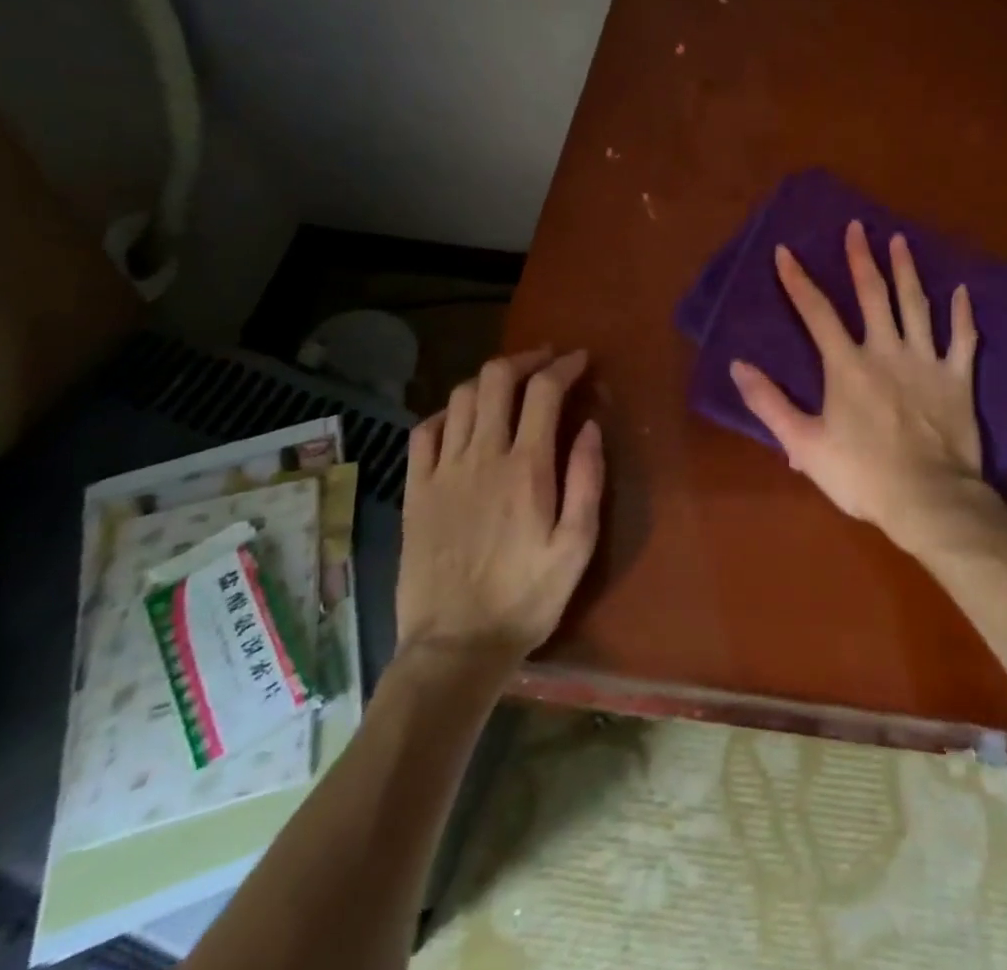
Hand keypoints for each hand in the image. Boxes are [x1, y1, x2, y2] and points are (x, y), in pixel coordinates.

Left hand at [396, 348, 603, 663]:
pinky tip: (463, 418)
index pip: (544, 391)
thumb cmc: (526, 598)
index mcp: (526, 467)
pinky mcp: (416, 490)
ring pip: (462, 397)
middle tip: (547, 361)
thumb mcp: (577, 546)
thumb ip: (586, 480)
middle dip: (526, 359)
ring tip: (511, 384)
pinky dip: (448, 411)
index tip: (580, 360)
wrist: (455, 647)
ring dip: (490, 379)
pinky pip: (425, 430)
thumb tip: (590, 426)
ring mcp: (442, 471)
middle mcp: (481, 456)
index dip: (564, 366)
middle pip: (497, 379)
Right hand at [729, 221, 990, 552]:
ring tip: (900, 241)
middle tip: (857, 227)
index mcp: (847, 365)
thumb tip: (739, 366)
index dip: (798, 280)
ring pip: (916, 305)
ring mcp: (926, 361)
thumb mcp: (804, 444)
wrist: (928, 499)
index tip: (785, 252)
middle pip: (872, 294)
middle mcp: (886, 350)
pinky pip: (962, 339)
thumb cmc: (862, 474)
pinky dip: (963, 314)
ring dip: (907, 271)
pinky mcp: (957, 378)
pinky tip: (962, 291)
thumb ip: (770, 403)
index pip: (816, 312)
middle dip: (862, 258)